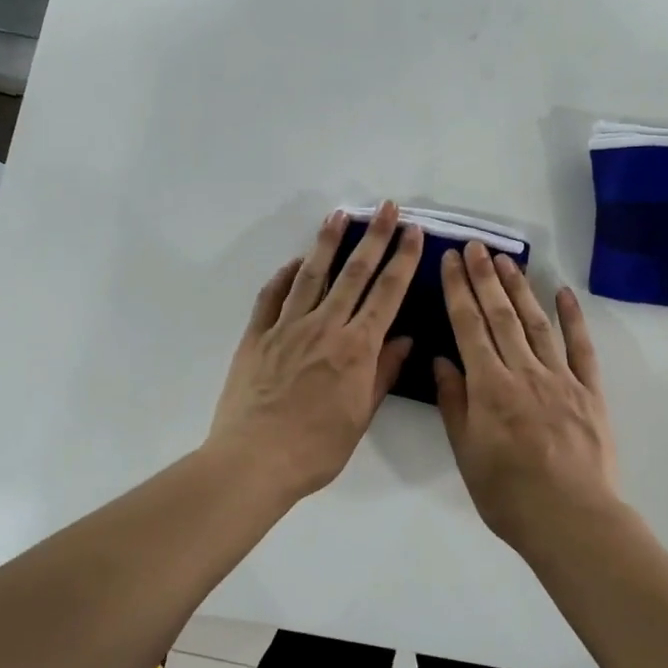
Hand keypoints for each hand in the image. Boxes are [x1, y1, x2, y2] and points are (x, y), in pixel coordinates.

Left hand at [207, 203, 423, 502]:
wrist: (255, 460)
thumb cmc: (316, 448)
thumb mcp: (361, 415)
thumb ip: (382, 373)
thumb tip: (404, 340)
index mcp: (356, 348)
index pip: (386, 294)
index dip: (402, 260)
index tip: (412, 233)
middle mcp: (324, 327)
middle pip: (354, 273)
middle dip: (374, 237)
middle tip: (386, 208)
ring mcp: (287, 327)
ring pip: (312, 275)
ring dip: (328, 242)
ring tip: (339, 215)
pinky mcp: (257, 336)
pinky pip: (272, 296)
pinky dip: (285, 275)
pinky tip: (296, 262)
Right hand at [434, 243, 620, 550]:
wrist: (571, 520)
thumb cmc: (508, 494)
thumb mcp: (466, 453)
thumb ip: (455, 403)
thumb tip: (442, 360)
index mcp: (490, 387)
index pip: (469, 326)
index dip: (459, 290)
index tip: (451, 260)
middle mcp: (524, 371)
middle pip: (501, 315)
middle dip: (486, 277)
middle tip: (475, 246)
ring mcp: (561, 378)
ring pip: (536, 323)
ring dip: (520, 288)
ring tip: (507, 259)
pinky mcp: (590, 391)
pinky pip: (581, 347)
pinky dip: (572, 317)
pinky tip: (563, 292)